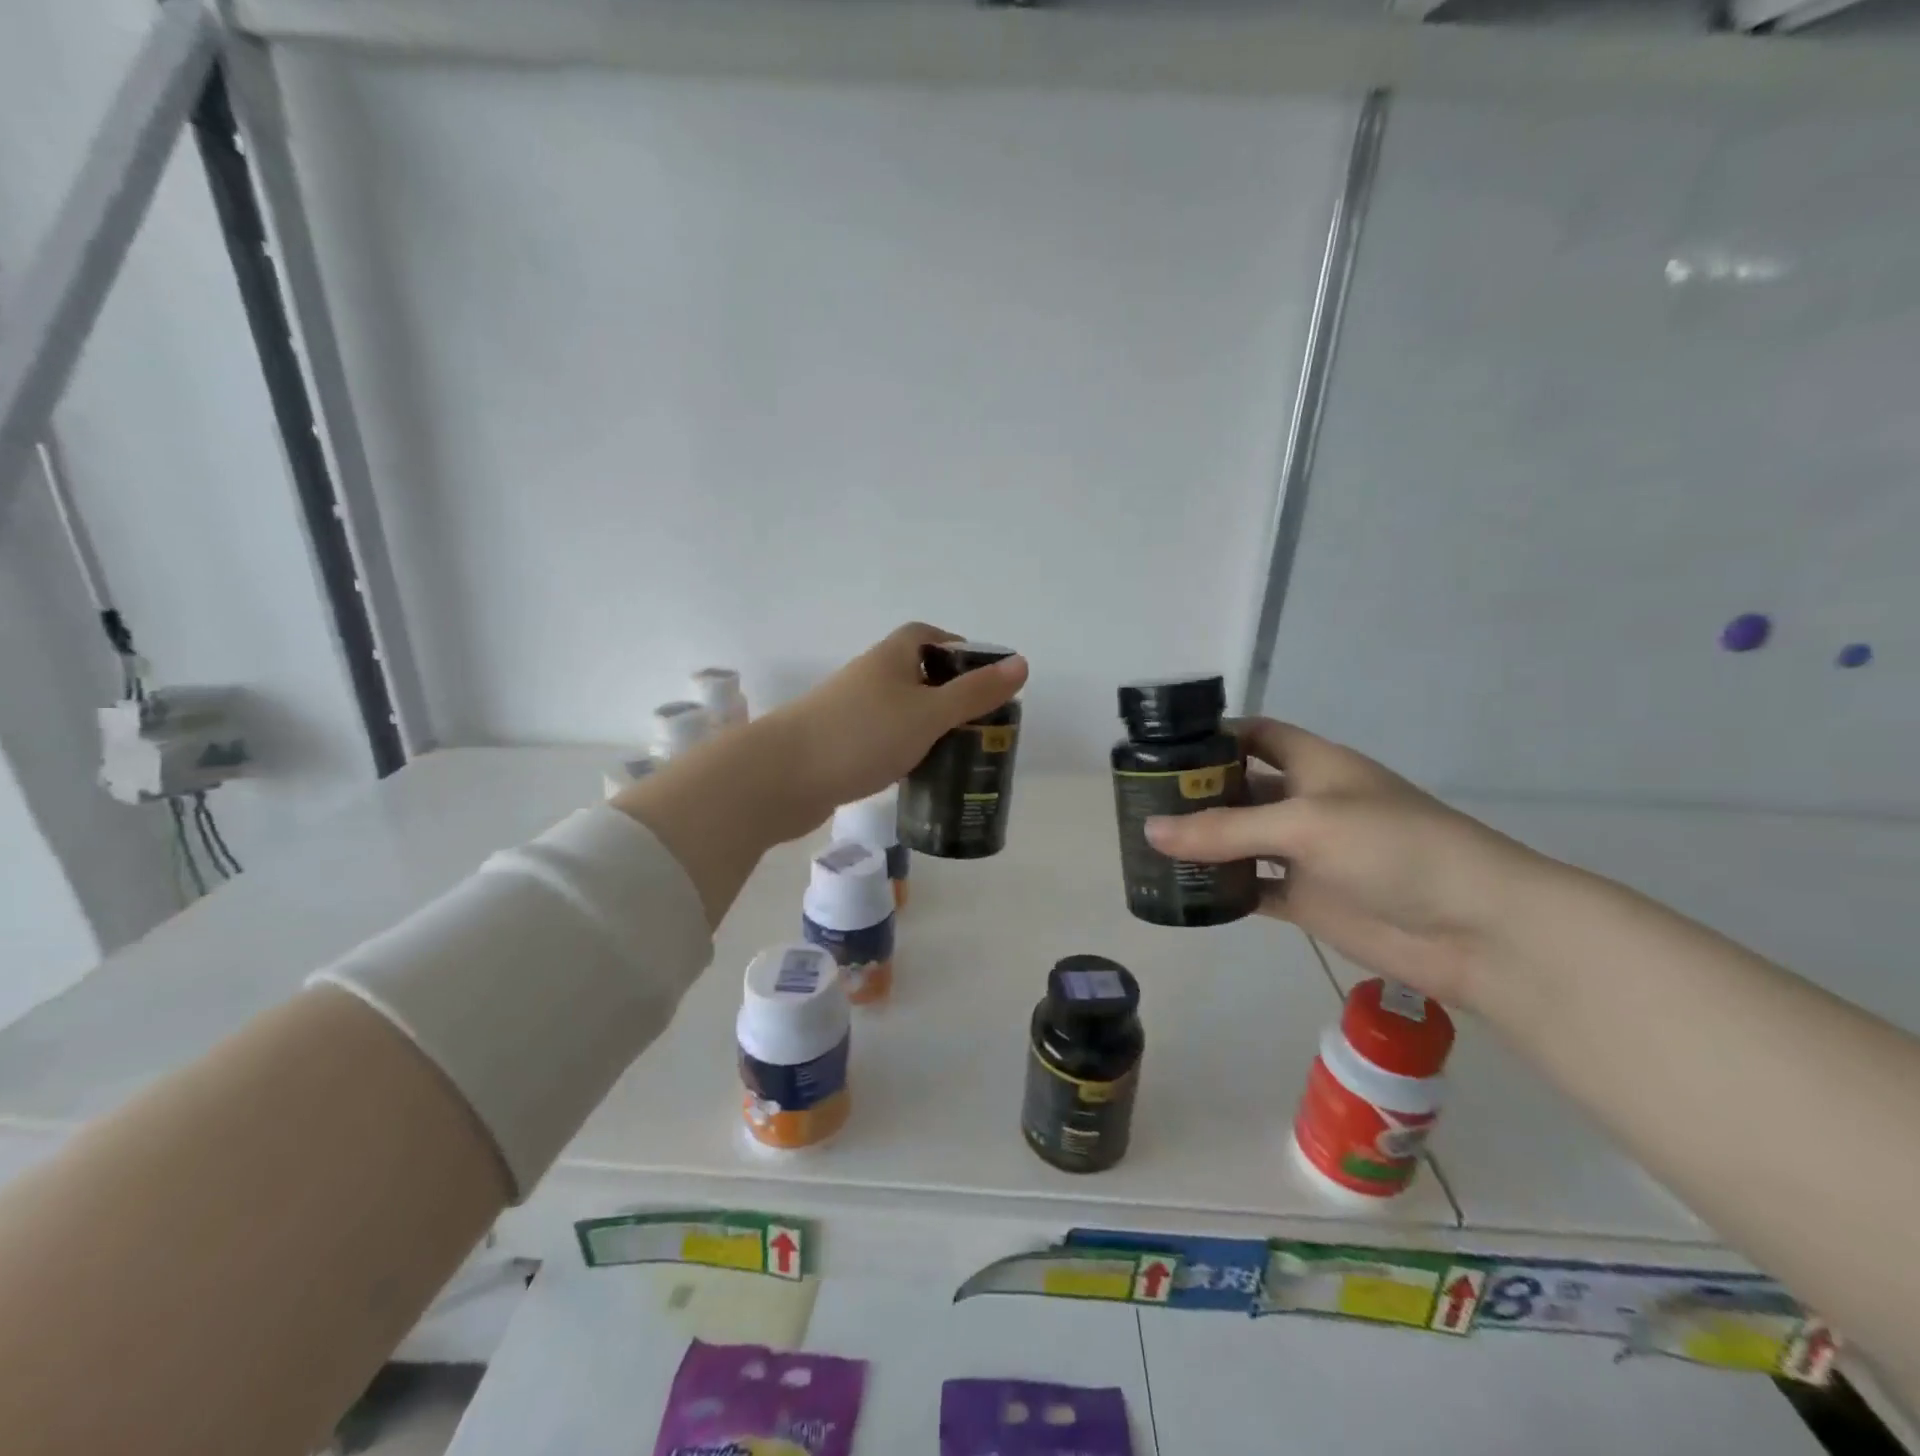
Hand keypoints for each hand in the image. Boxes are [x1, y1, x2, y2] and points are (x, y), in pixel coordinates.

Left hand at [755, 622, 1027, 838]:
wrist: (780, 776)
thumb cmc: (861, 735)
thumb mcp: (928, 713)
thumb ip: (974, 693)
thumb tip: (1021, 663)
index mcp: (892, 656)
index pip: (930, 636)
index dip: (960, 650)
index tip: (986, 680)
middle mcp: (871, 675)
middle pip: (919, 675)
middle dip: (950, 696)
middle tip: (981, 724)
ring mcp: (852, 711)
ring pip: (902, 711)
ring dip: (928, 727)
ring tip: (958, 753)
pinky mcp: (840, 744)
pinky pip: (884, 739)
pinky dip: (905, 750)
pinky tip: (918, 773)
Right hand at [1141, 719, 1542, 1008]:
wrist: (1478, 930)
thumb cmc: (1395, 848)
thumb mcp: (1306, 825)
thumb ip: (1226, 829)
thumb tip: (1150, 830)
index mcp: (1315, 766)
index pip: (1257, 735)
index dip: (1215, 735)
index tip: (1162, 747)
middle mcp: (1307, 804)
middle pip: (1241, 789)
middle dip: (1196, 793)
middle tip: (1139, 802)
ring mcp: (1307, 855)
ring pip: (1242, 842)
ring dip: (1204, 844)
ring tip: (1149, 846)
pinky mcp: (1309, 900)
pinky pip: (1254, 889)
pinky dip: (1223, 891)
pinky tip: (1185, 893)